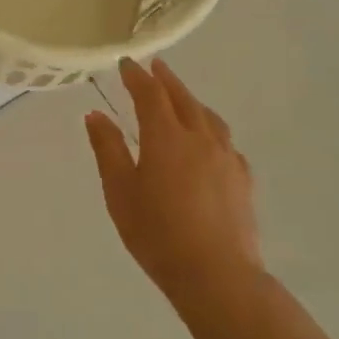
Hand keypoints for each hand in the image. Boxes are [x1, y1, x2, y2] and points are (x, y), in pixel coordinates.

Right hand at [85, 58, 261, 318]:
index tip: (126, 63)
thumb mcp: (120, 192)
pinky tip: (208, 139)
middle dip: (166, 80)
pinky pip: (224, 140)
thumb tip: (96, 114)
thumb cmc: (157, 234)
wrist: (217, 275)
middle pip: (182, 98)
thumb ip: (108, 149)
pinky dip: (210, 127)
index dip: (137, 76)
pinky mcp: (242, 178)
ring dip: (190, 100)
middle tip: (155, 66)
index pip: (150, 94)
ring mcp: (226, 157)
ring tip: (181, 96)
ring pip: (207, 116)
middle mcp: (199, 138)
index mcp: (166, 137)